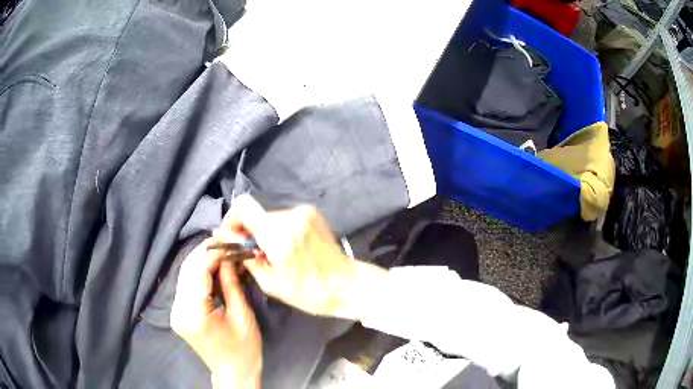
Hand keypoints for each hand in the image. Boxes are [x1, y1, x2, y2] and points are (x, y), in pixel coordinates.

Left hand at [170, 239, 261, 388]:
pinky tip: (211, 267)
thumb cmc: (244, 349)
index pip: (198, 272)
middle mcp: (179, 311)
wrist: (233, 373)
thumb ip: (231, 284)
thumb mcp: (242, 316)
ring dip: (200, 261)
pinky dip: (197, 273)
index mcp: (195, 315)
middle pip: (187, 270)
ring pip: (184, 275)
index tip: (229, 242)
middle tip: (223, 241)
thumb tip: (228, 257)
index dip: (213, 254)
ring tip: (219, 250)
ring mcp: (176, 312)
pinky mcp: (178, 313)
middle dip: (204, 252)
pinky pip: (186, 285)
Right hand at [213, 195, 386, 319]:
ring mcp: (304, 212)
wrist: (346, 284)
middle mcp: (291, 216)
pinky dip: (279, 230)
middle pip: (257, 213)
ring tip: (273, 253)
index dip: (231, 219)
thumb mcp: (270, 282)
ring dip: (265, 231)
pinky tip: (288, 248)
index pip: (243, 206)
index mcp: (278, 235)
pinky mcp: (312, 213)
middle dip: (249, 230)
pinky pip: (285, 217)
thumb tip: (228, 239)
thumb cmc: (308, 292)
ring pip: (270, 216)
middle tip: (252, 252)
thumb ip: (246, 256)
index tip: (232, 236)